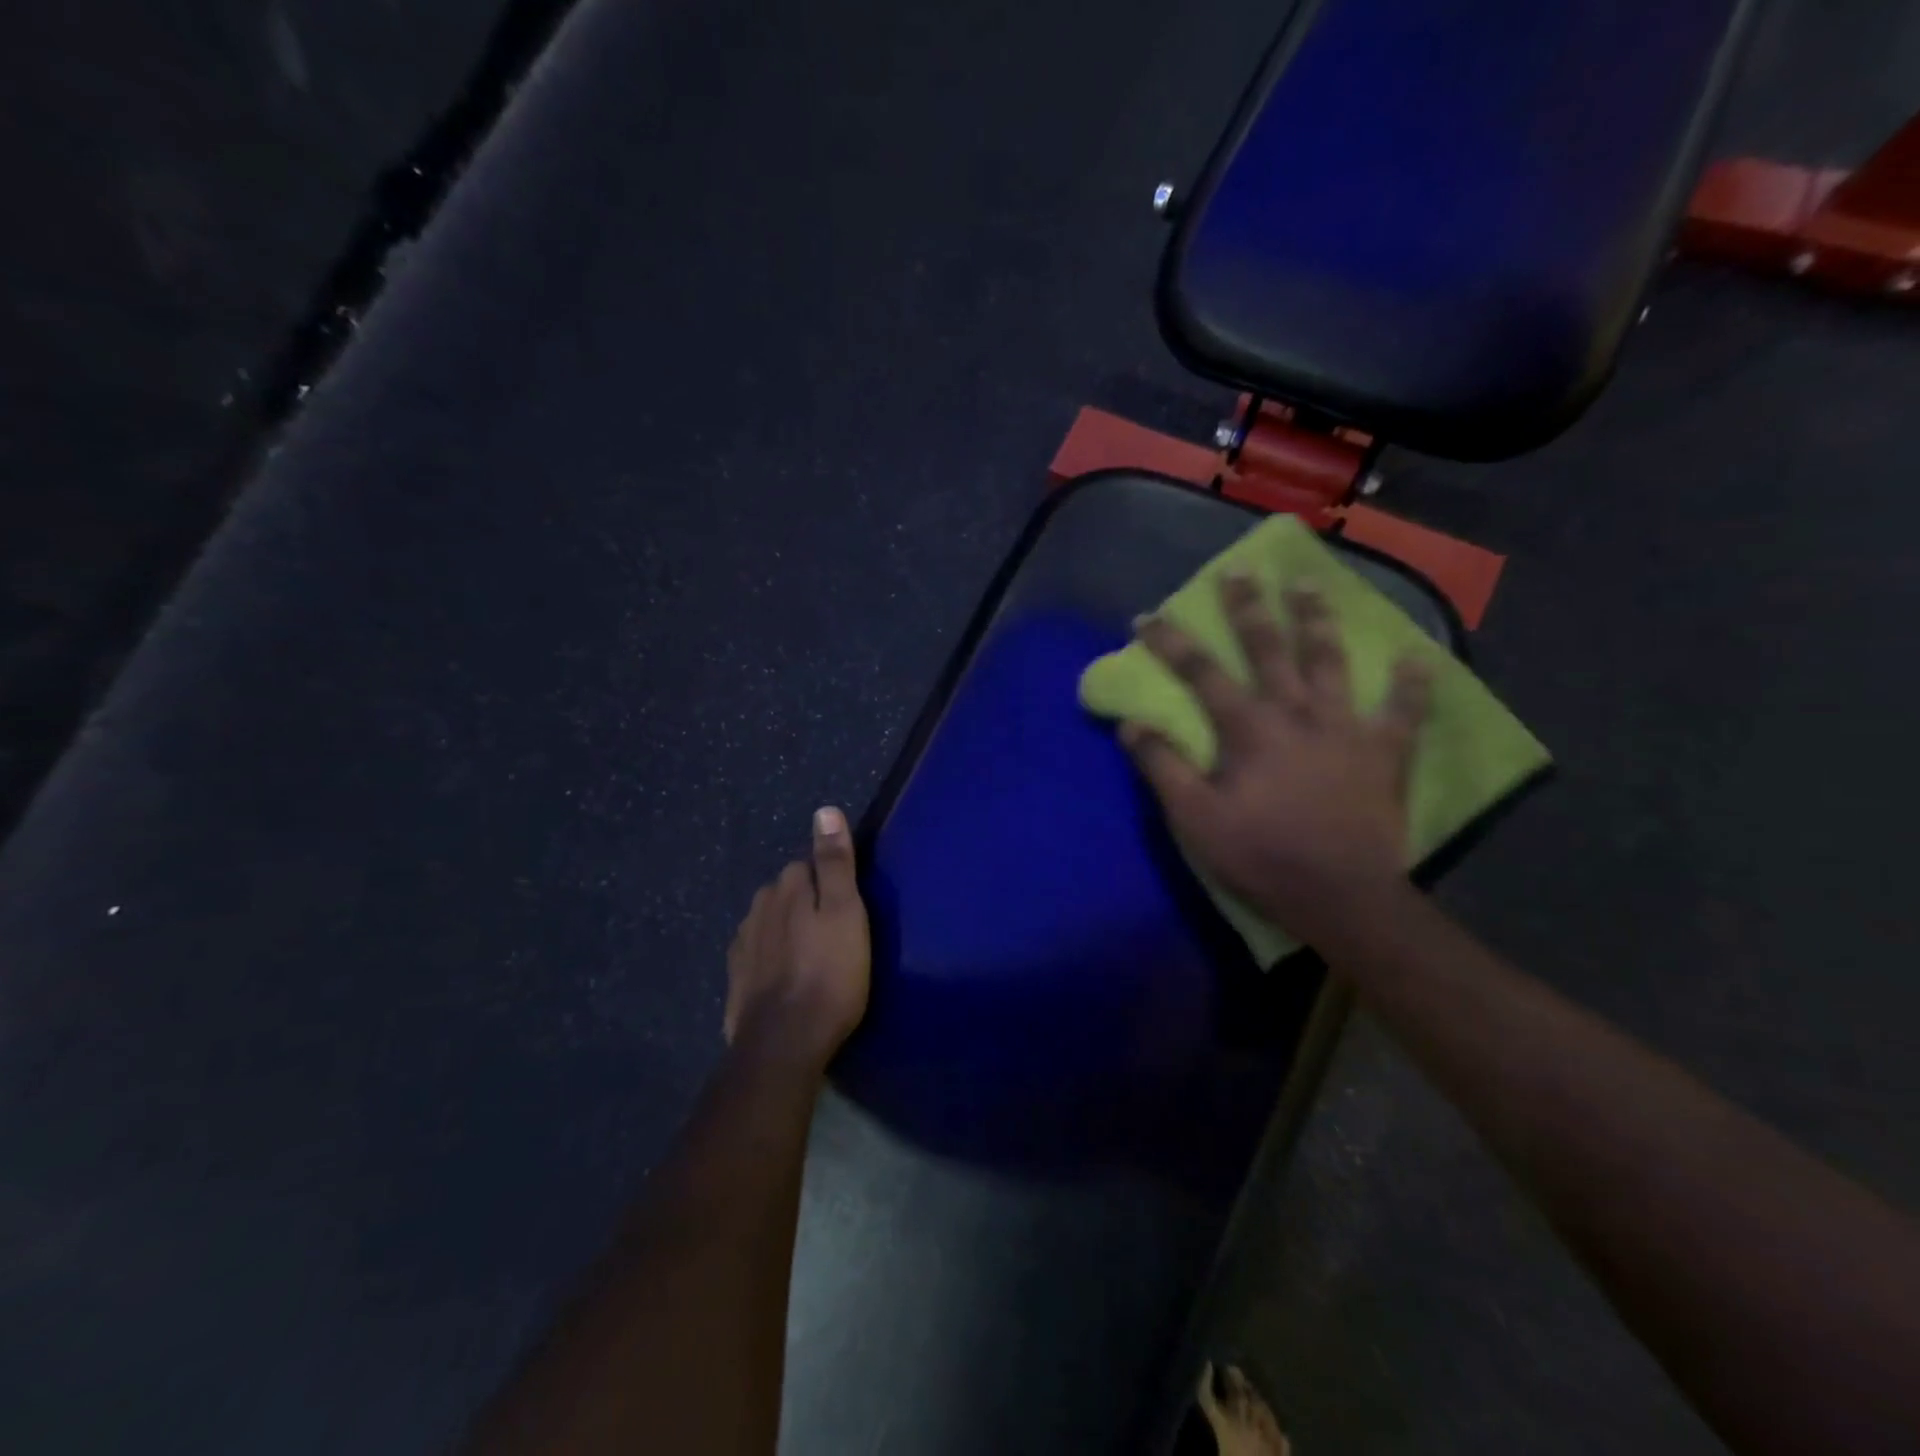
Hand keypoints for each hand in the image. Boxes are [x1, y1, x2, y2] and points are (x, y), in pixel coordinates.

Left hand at [725, 807, 871, 1069]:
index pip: (807, 865)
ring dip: (790, 932)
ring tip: (814, 959)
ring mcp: (742, 943)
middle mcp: (758, 907)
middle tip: (836, 935)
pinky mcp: (737, 977)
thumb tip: (825, 810)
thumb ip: (834, 862)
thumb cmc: (829, 974)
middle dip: (807, 905)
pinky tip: (789, 979)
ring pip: (772, 923)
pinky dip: (774, 959)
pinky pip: (760, 954)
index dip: (830, 883)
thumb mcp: (846, 913)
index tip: (848, 907)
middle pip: (787, 893)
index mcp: (785, 886)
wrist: (784, 1044)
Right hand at [1122, 577, 1430, 947]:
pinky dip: (1411, 683)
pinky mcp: (1384, 751)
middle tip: (1239, 573)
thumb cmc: (1260, 855)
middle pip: (1268, 648)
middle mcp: (1296, 712)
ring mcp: (1345, 727)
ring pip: (1330, 661)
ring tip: (1309, 587)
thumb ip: (1162, 766)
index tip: (1147, 616)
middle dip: (1248, 608)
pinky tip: (1416, 655)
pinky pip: (1403, 710)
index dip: (1171, 642)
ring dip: (1317, 621)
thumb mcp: (1194, 817)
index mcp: (1248, 727)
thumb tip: (1129, 724)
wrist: (1339, 895)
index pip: (1200, 672)